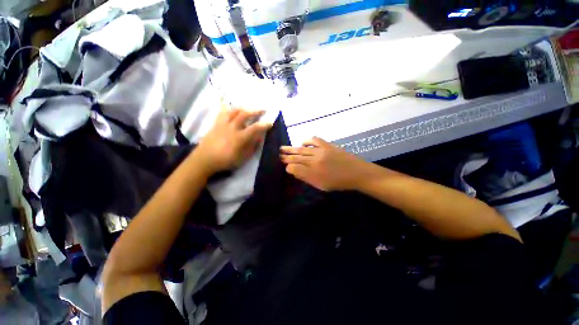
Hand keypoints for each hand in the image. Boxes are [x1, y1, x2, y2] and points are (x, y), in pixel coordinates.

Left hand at [194, 108, 271, 174]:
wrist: (204, 159)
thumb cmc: (226, 161)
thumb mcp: (243, 157)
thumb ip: (252, 147)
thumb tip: (259, 137)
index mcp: (240, 137)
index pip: (255, 128)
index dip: (264, 124)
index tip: (270, 122)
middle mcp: (232, 127)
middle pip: (245, 114)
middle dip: (256, 110)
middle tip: (263, 109)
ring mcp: (223, 124)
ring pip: (233, 110)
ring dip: (244, 107)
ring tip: (249, 108)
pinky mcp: (216, 123)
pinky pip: (221, 111)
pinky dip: (224, 105)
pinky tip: (225, 100)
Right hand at [280, 137, 369, 190]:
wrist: (357, 173)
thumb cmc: (339, 182)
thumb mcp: (321, 186)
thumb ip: (307, 178)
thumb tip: (294, 171)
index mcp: (313, 173)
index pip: (295, 168)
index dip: (288, 167)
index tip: (285, 166)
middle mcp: (315, 161)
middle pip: (297, 158)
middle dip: (286, 157)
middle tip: (278, 155)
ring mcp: (321, 151)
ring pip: (302, 149)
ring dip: (292, 148)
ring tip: (283, 148)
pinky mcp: (327, 145)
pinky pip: (314, 140)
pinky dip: (306, 141)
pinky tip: (302, 143)